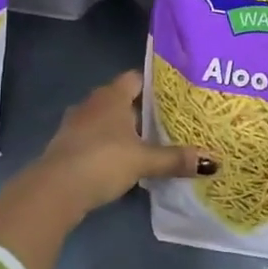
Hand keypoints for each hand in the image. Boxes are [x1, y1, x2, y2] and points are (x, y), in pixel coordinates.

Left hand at [35, 70, 215, 215]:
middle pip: (120, 99)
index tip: (173, 95)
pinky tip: (120, 161)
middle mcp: (92, 103)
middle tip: (166, 120)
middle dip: (140, 109)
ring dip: (121, 129)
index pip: (135, 78)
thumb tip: (213, 160)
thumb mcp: (143, 161)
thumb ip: (175, 159)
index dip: (153, 84)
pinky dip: (106, 145)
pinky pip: (92, 138)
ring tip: (146, 142)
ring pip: (105, 119)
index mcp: (112, 96)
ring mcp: (75, 124)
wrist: (54, 190)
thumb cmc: (102, 161)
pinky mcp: (66, 146)